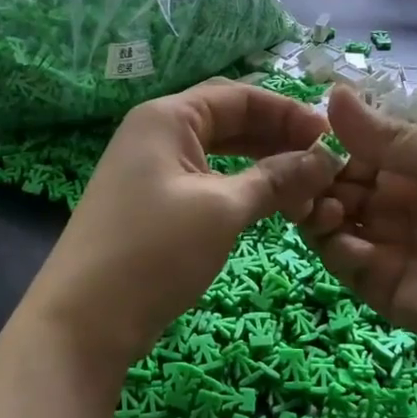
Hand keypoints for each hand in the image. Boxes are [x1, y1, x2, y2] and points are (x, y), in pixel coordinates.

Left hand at [21, 81, 339, 368]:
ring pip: (221, 153)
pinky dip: (241, 189)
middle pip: (231, 120)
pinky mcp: (153, 204)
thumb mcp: (223, 210)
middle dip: (279, 139)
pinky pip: (207, 182)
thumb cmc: (154, 251)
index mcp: (167, 117)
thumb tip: (325, 159)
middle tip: (324, 166)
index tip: (332, 140)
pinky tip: (270, 205)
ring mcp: (152, 170)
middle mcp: (157, 133)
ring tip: (306, 189)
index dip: (289, 113)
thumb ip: (277, 179)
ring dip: (264, 166)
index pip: (241, 96)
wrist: (84, 321)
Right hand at [302, 87, 416, 363]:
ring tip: (326, 204)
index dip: (335, 142)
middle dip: (319, 176)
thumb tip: (333, 92)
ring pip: (331, 221)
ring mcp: (386, 246)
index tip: (311, 137)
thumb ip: (396, 138)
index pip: (362, 150)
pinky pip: (343, 261)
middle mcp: (397, 205)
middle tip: (305, 173)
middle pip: (340, 184)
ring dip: (317, 207)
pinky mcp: (380, 286)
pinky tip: (336, 232)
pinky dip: (332, 244)